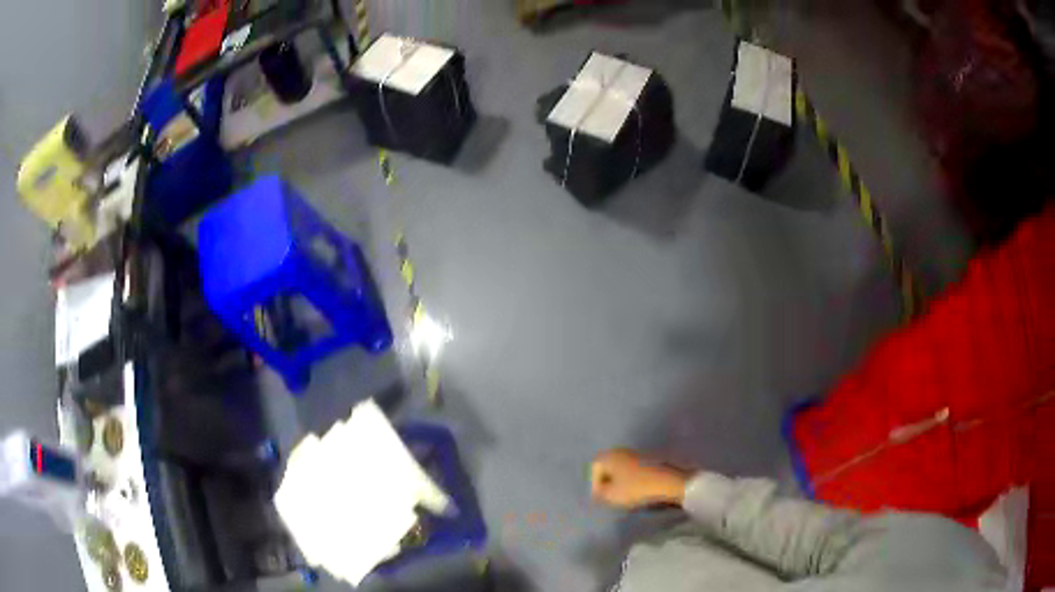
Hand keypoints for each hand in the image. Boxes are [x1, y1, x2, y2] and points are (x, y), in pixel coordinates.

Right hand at [590, 449, 690, 508]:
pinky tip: (638, 490)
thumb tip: (600, 491)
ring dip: (621, 481)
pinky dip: (633, 480)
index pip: (594, 469)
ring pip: (622, 469)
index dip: (595, 485)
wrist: (669, 482)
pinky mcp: (650, 459)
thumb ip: (600, 493)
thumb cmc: (636, 488)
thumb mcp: (611, 495)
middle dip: (608, 482)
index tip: (602, 498)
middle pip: (608, 467)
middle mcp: (621, 450)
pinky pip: (634, 470)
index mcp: (609, 455)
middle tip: (611, 497)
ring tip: (625, 496)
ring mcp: (637, 453)